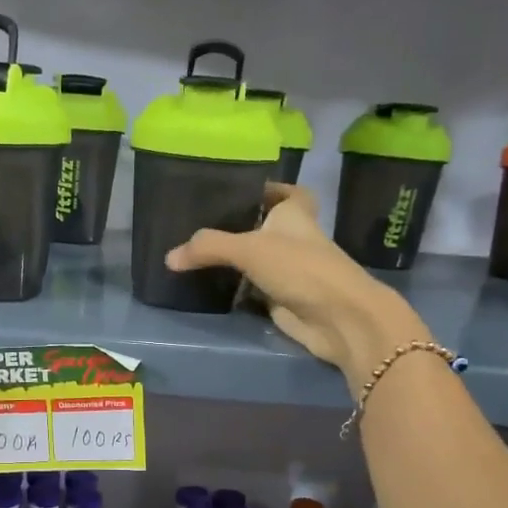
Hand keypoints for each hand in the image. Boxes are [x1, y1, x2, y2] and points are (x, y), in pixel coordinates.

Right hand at [165, 185, 426, 374]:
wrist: (337, 318)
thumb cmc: (301, 268)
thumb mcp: (250, 249)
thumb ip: (209, 247)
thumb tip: (169, 257)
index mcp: (295, 214)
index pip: (288, 193)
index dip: (270, 189)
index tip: (241, 190)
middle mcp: (293, 239)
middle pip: (265, 227)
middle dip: (240, 226)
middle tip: (202, 223)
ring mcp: (289, 271)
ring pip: (257, 259)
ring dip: (234, 259)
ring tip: (195, 252)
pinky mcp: (281, 299)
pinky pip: (252, 289)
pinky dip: (235, 288)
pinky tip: (207, 284)